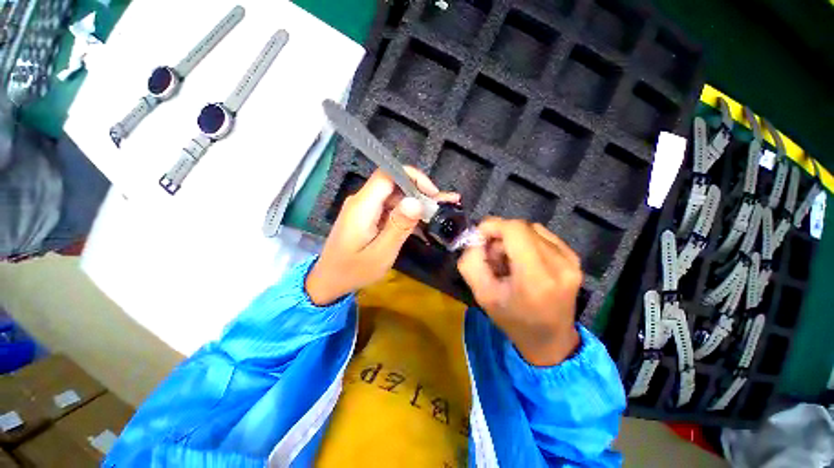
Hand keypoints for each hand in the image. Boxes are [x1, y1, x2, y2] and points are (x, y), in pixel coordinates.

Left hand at [306, 167, 458, 304]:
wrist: (329, 280)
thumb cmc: (353, 270)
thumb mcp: (381, 253)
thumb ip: (398, 227)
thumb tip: (416, 202)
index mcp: (363, 206)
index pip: (388, 174)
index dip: (412, 177)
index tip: (431, 193)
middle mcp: (362, 201)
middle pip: (393, 184)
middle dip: (419, 191)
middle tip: (440, 206)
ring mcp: (364, 207)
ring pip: (394, 195)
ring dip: (415, 203)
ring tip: (436, 213)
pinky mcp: (367, 215)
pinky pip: (389, 207)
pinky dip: (406, 212)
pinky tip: (421, 222)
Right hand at [457, 218, 582, 366]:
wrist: (550, 340)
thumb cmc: (513, 320)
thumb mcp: (482, 295)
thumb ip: (471, 262)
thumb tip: (475, 238)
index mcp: (536, 277)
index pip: (515, 230)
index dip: (493, 226)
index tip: (479, 239)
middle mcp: (559, 264)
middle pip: (521, 228)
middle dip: (500, 236)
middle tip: (492, 256)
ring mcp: (571, 260)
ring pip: (531, 230)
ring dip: (513, 239)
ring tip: (508, 261)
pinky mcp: (574, 259)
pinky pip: (543, 236)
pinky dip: (526, 242)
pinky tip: (523, 260)